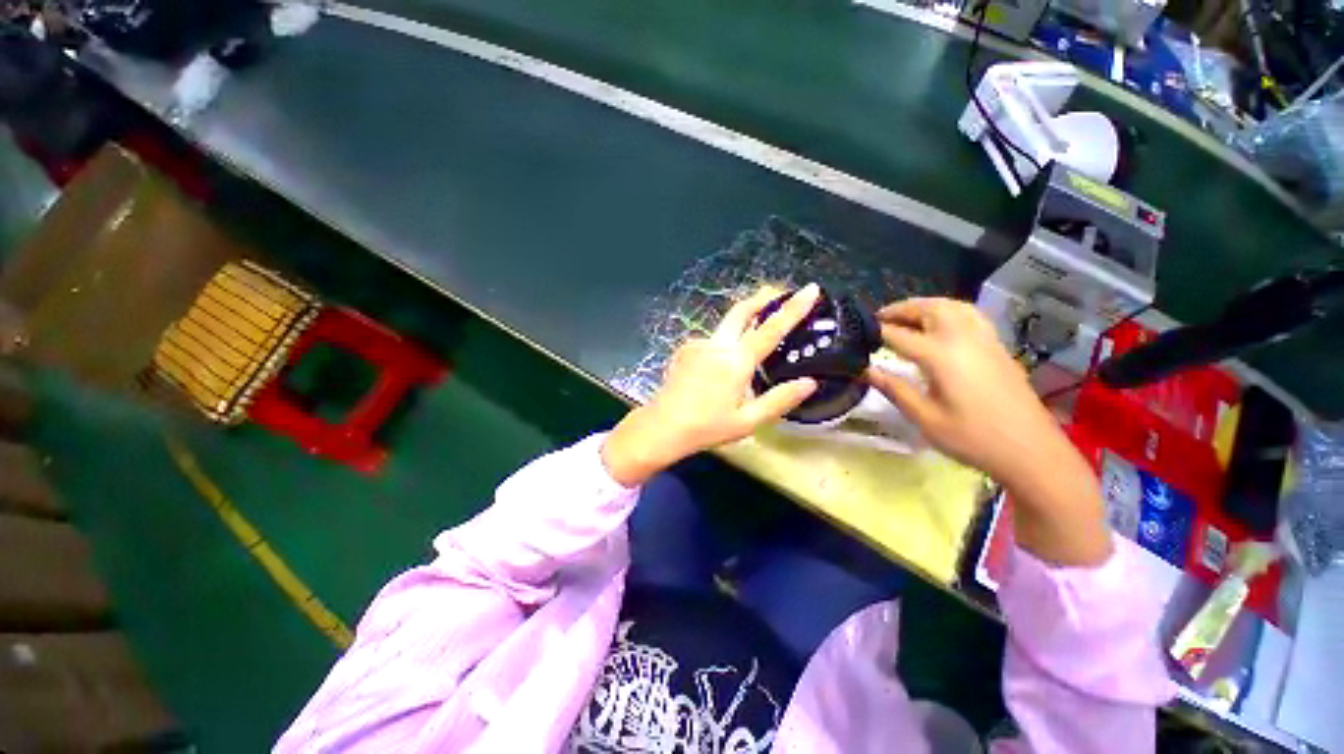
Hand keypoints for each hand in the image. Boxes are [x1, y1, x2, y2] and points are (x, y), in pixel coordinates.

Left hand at [602, 284, 820, 485]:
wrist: (662, 427)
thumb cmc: (707, 427)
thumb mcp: (748, 421)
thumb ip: (780, 400)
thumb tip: (810, 382)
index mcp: (736, 361)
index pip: (771, 328)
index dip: (793, 308)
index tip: (810, 289)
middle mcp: (717, 345)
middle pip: (741, 310)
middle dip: (761, 298)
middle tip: (777, 293)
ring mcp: (698, 345)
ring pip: (725, 325)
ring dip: (742, 321)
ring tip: (753, 335)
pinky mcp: (684, 350)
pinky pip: (711, 341)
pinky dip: (724, 343)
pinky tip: (721, 363)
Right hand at [865, 297, 1111, 566]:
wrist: (1031, 450)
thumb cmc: (973, 438)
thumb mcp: (925, 418)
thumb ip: (894, 389)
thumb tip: (866, 370)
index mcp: (941, 356)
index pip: (899, 335)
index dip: (876, 332)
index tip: (857, 332)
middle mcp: (963, 339)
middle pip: (929, 309)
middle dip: (901, 309)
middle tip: (879, 318)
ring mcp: (984, 340)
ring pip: (953, 306)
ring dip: (926, 305)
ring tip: (907, 315)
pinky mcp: (997, 347)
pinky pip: (970, 314)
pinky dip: (948, 310)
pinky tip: (942, 324)